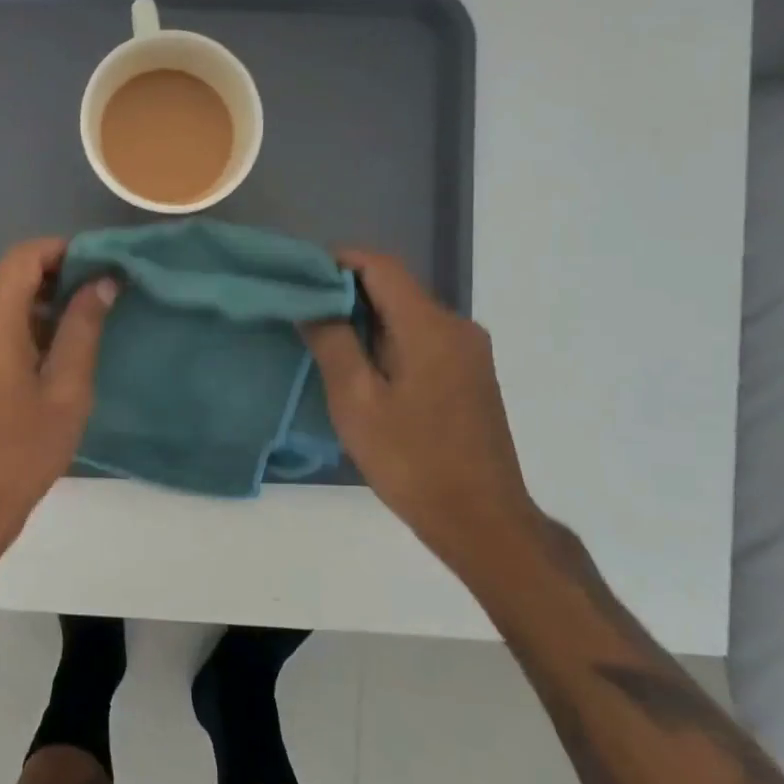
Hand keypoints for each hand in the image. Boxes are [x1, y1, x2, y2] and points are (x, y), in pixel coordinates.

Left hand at [0, 238, 115, 593]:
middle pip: (11, 278)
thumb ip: (83, 329)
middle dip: (58, 280)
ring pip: (0, 306)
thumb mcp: (65, 391)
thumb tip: (101, 282)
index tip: (101, 265)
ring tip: (85, 330)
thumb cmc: (18, 453)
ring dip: (41, 308)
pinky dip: (21, 330)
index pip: (24, 257)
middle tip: (103, 300)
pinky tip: (52, 359)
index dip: (64, 251)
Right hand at [302, 250, 535, 571]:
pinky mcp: (471, 374)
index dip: (337, 262)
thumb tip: (311, 303)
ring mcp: (469, 351)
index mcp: (430, 326)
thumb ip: (332, 343)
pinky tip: (364, 369)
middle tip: (302, 312)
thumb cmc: (412, 461)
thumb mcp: (357, 402)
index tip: (300, 277)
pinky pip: (423, 338)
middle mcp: (457, 326)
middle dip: (347, 293)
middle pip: (396, 287)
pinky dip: (389, 340)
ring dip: (367, 319)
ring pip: (408, 314)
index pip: (380, 266)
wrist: (482, 521)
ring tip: (325, 341)